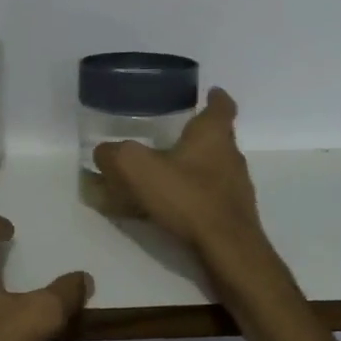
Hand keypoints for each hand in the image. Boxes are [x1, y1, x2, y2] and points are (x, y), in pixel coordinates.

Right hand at [93, 88, 268, 269]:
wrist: (227, 249)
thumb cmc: (187, 197)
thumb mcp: (136, 168)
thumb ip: (114, 155)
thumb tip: (103, 152)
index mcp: (213, 134)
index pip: (222, 105)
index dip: (215, 97)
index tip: (209, 91)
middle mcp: (231, 155)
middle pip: (217, 137)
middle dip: (196, 135)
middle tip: (169, 135)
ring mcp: (237, 187)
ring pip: (214, 168)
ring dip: (194, 168)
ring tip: (165, 174)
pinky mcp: (234, 215)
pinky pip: (211, 197)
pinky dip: (194, 196)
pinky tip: (171, 208)